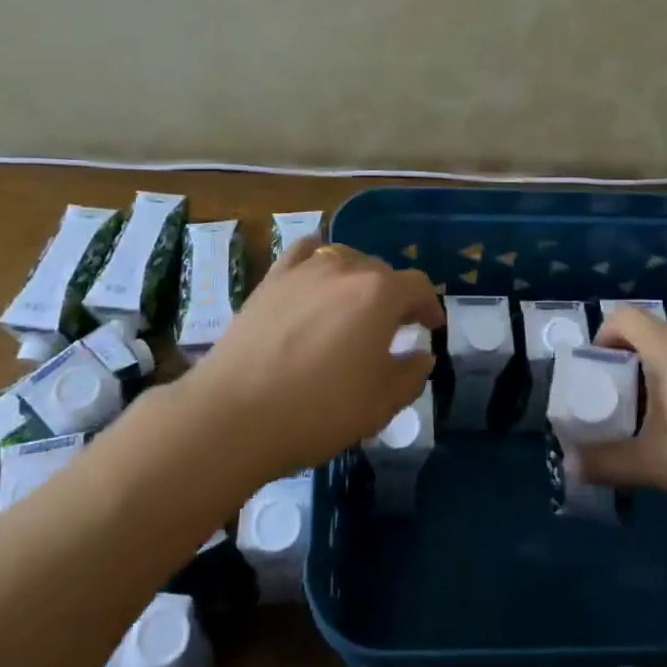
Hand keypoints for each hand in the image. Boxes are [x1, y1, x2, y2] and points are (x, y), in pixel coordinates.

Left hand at [181, 235, 442, 481]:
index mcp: (380, 293)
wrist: (235, 415)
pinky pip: (303, 252)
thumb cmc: (319, 410)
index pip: (418, 286)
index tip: (430, 328)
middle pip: (382, 271)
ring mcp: (304, 269)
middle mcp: (345, 268)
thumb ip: (411, 374)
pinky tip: (315, 278)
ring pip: (344, 258)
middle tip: (392, 329)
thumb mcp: (381, 403)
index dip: (430, 306)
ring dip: (358, 279)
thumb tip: (422, 355)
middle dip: (394, 297)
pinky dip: (318, 260)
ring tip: (353, 307)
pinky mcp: (271, 279)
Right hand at [580, 305, 666, 521]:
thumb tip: (570, 467)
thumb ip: (609, 463)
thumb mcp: (656, 465)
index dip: (602, 336)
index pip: (624, 317)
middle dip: (626, 362)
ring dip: (656, 374)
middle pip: (649, 334)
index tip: (596, 371)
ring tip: (651, 418)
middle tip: (617, 400)